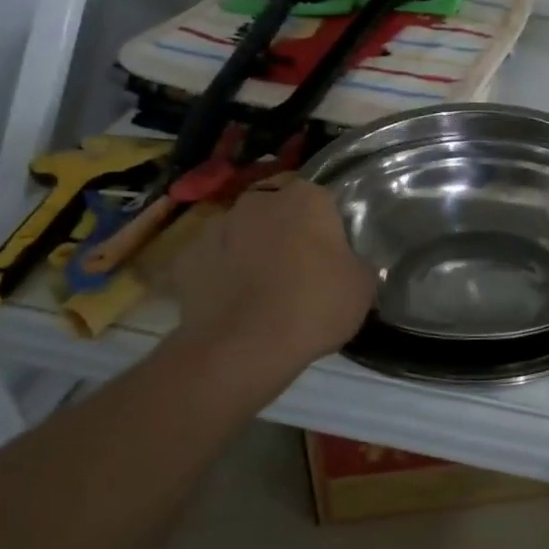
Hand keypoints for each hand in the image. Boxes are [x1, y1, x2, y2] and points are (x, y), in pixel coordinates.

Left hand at [168, 176, 374, 373]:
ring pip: (241, 232)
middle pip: (277, 209)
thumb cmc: (313, 308)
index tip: (329, 254)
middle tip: (296, 268)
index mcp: (306, 198)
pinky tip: (229, 303)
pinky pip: (211, 260)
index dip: (325, 227)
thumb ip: (354, 262)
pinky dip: (219, 274)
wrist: (241, 349)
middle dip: (285, 231)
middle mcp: (259, 201)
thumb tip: (345, 263)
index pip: (321, 200)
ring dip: (250, 249)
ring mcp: (217, 226)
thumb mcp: (362, 286)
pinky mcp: (186, 257)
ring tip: (259, 289)